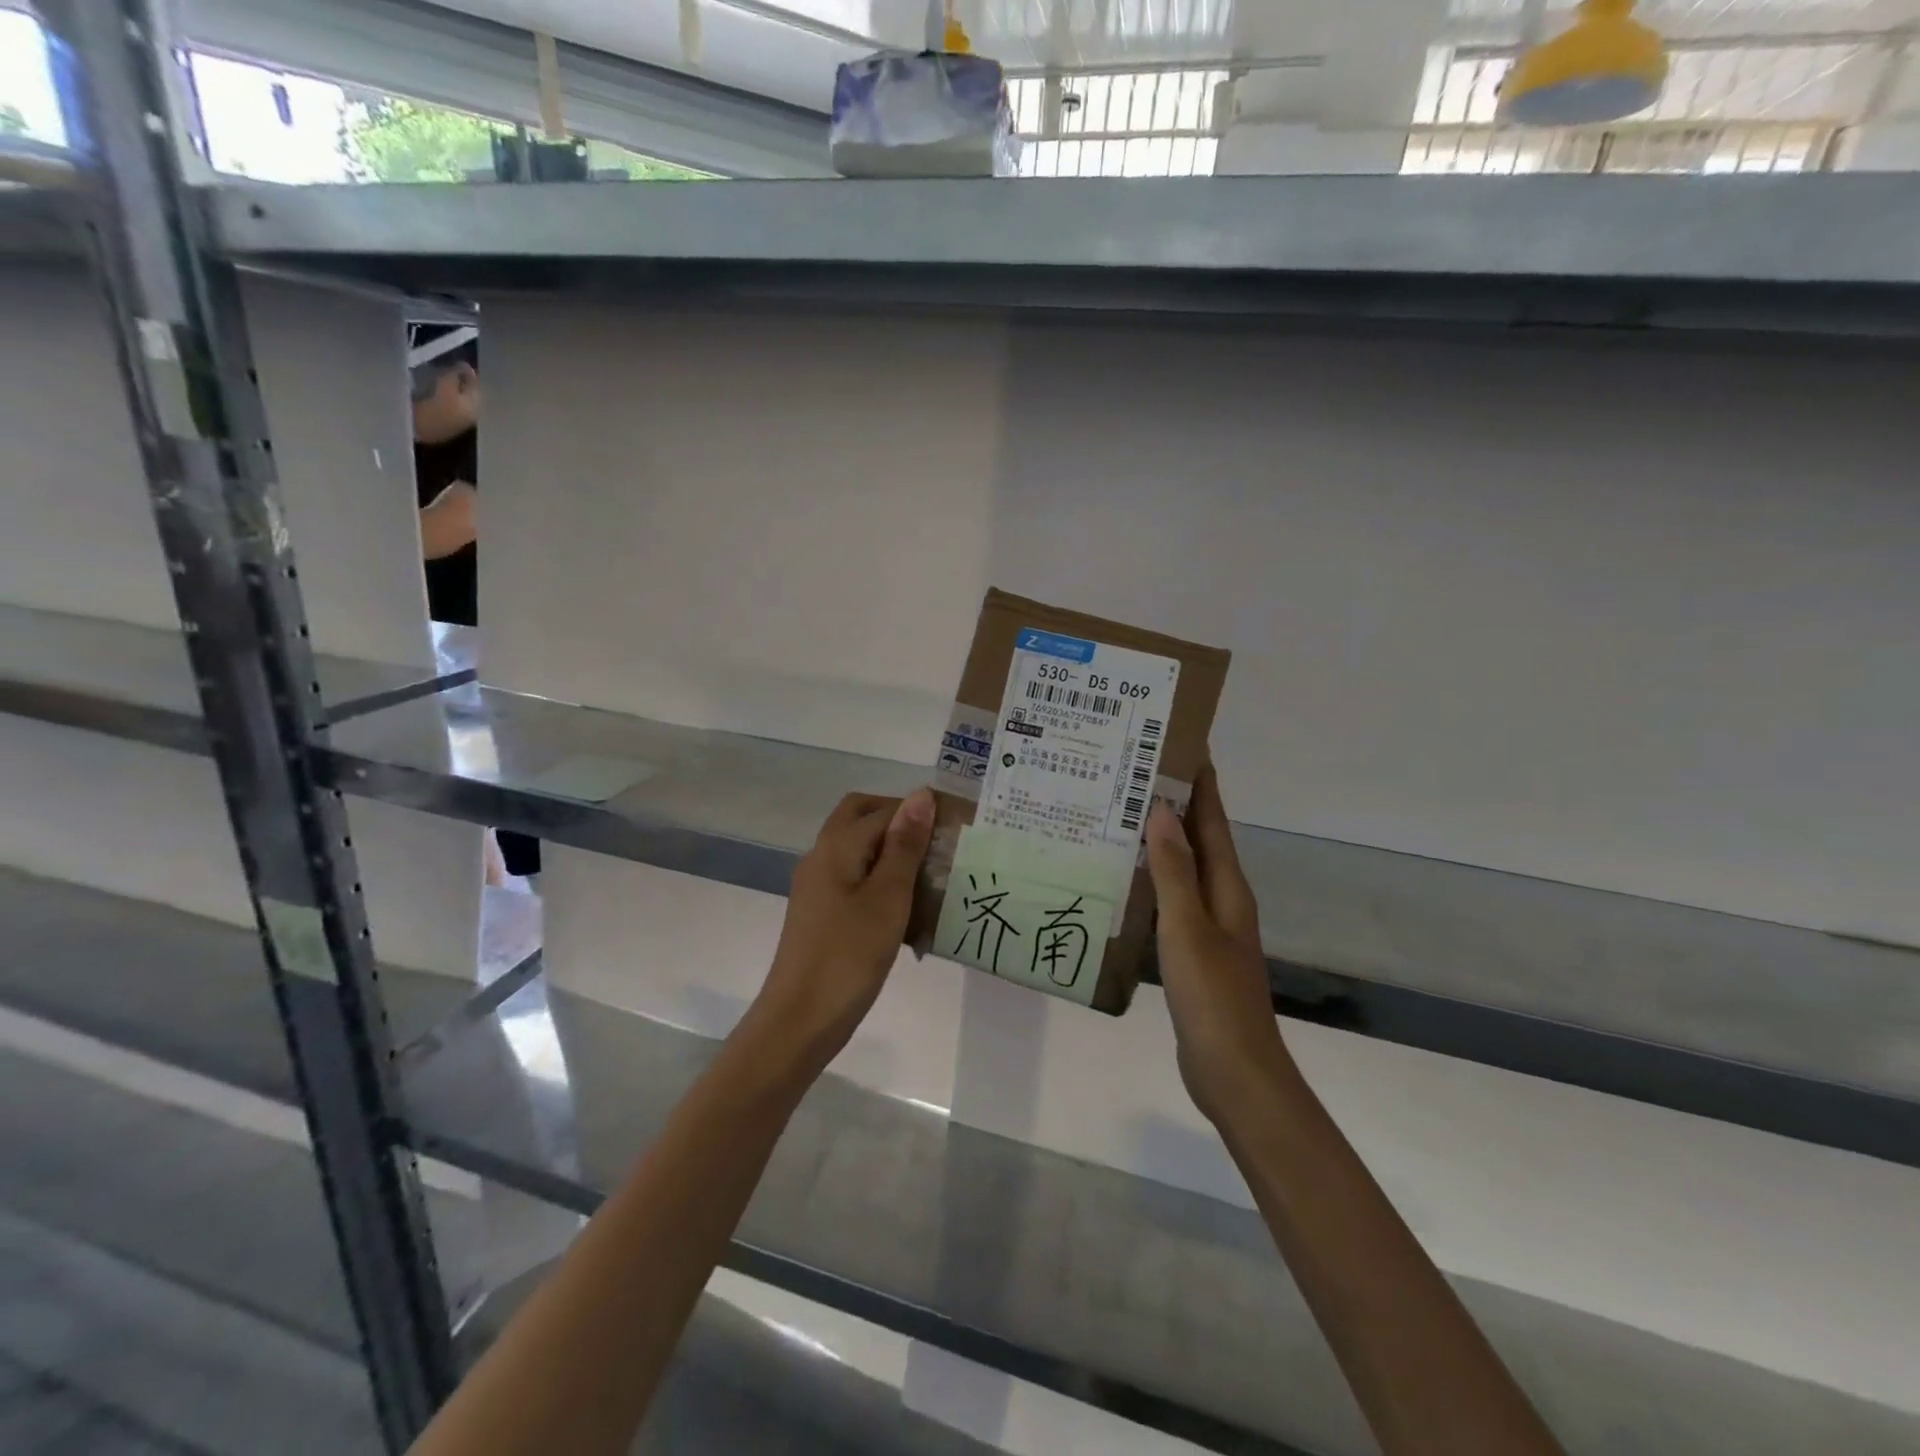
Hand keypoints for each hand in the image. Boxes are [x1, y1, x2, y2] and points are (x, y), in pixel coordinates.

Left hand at [754, 789, 934, 1070]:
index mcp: (836, 847)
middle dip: (899, 822)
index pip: (882, 809)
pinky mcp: (820, 911)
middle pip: (860, 818)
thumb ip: (904, 845)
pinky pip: (853, 877)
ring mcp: (817, 885)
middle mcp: (821, 857)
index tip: (956, 828)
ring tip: (931, 875)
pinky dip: (880, 878)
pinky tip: (906, 906)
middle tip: (937, 844)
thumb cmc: (849, 956)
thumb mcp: (888, 898)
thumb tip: (921, 794)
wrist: (800, 1020)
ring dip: (891, 851)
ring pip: (857, 848)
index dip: (918, 811)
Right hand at [1145, 766, 1291, 1124]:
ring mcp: (1208, 926)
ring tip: (1118, 816)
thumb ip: (1174, 871)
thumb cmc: (1213, 996)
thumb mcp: (1188, 928)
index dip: (1200, 782)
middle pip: (1199, 839)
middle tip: (1130, 774)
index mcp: (1227, 887)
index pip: (1213, 820)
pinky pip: (1170, 900)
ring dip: (1159, 841)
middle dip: (1174, 804)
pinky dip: (1150, 881)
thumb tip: (1161, 812)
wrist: (1234, 1071)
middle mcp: (1221, 899)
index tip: (1178, 744)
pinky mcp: (1192, 951)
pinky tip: (1121, 880)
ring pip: (1182, 869)